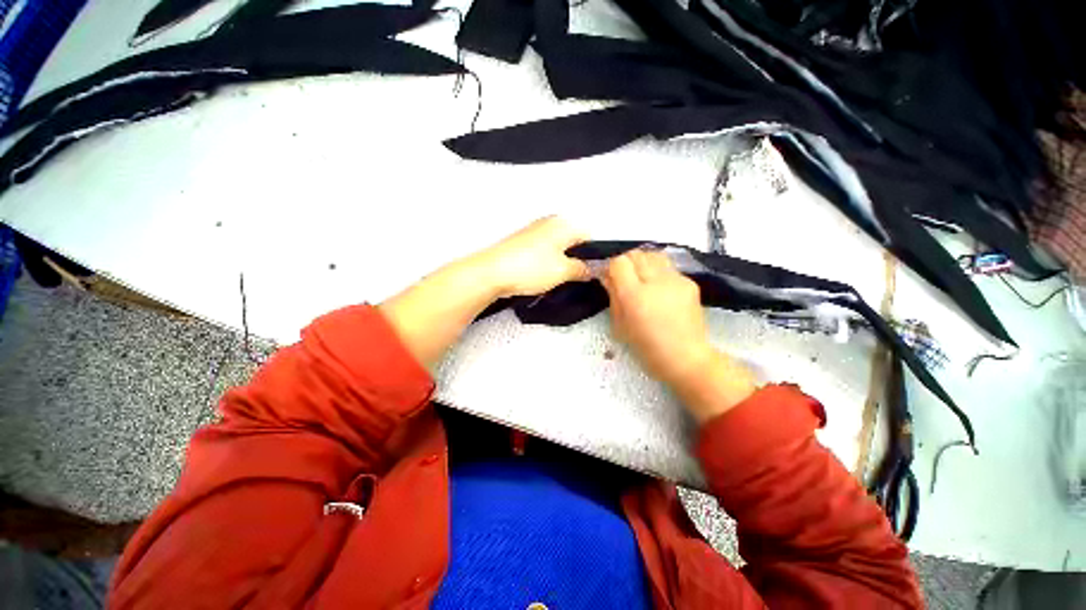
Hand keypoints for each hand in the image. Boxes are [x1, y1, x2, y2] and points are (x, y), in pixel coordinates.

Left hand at [472, 216, 590, 297]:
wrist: (492, 273)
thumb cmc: (529, 268)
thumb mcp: (563, 271)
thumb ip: (582, 269)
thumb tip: (590, 269)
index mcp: (563, 224)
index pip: (588, 237)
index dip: (593, 256)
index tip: (592, 273)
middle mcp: (549, 223)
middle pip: (573, 242)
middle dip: (576, 260)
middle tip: (575, 278)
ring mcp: (534, 232)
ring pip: (558, 248)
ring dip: (562, 263)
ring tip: (557, 279)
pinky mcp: (523, 243)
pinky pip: (544, 252)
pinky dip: (548, 263)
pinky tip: (543, 276)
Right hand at [602, 249, 756, 420]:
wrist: (686, 358)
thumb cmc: (647, 347)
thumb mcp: (620, 325)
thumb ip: (613, 296)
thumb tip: (607, 276)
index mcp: (635, 296)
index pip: (619, 262)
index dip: (612, 267)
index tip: (610, 277)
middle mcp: (656, 282)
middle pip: (636, 254)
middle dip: (627, 263)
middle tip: (625, 278)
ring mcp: (676, 280)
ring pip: (653, 255)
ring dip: (643, 263)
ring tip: (642, 279)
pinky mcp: (689, 282)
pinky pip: (668, 267)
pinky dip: (659, 272)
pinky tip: (660, 289)